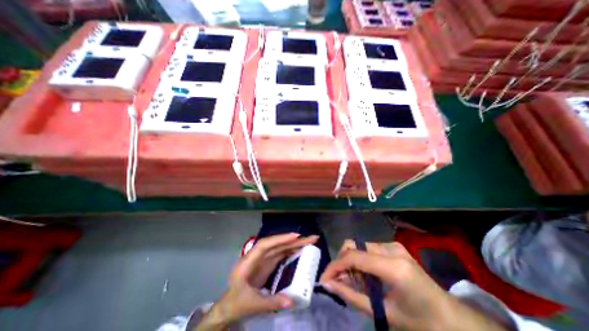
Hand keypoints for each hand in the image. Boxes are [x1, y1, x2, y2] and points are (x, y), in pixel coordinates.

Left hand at [195, 234, 317, 328]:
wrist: (229, 305)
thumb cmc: (237, 302)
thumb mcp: (252, 304)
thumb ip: (271, 302)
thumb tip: (292, 301)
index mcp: (248, 262)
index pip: (265, 245)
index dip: (280, 239)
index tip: (295, 236)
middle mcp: (257, 256)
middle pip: (276, 244)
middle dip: (293, 240)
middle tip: (312, 238)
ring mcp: (263, 259)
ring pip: (280, 247)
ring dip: (294, 243)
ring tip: (310, 242)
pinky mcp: (268, 263)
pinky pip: (281, 254)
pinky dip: (291, 251)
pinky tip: (300, 251)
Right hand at [321, 240, 507, 330]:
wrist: (455, 321)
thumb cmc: (423, 324)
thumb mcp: (384, 314)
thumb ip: (352, 296)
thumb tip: (328, 284)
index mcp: (393, 266)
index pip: (353, 256)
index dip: (335, 266)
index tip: (324, 280)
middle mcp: (391, 248)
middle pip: (353, 246)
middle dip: (342, 263)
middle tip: (340, 282)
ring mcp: (393, 245)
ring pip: (359, 246)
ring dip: (351, 263)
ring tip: (355, 283)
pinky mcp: (394, 247)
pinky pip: (367, 249)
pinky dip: (361, 262)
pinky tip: (366, 278)